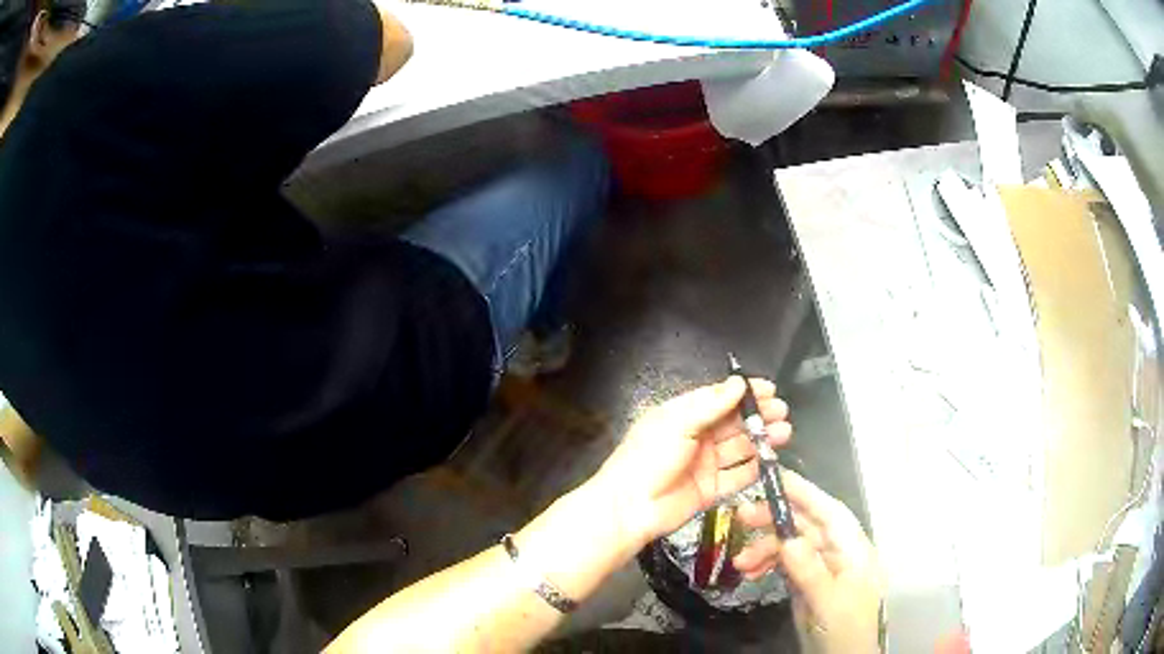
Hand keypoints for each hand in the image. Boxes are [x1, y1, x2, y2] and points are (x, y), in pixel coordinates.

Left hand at [584, 377, 791, 555]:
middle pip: (733, 423)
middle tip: (782, 412)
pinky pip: (737, 477)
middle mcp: (696, 438)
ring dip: (761, 440)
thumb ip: (711, 405)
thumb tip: (738, 383)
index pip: (719, 398)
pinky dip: (754, 468)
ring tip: (784, 433)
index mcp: (683, 416)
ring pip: (739, 449)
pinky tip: (771, 460)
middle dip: (758, 416)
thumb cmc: (648, 459)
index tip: (770, 389)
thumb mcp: (677, 424)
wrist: (630, 508)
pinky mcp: (711, 490)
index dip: (744, 393)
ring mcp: (704, 465)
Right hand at [733, 469, 883, 653]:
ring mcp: (821, 566)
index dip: (803, 492)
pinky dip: (767, 565)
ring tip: (740, 563)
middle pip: (805, 524)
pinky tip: (750, 573)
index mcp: (852, 548)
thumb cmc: (847, 627)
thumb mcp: (830, 601)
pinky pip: (785, 564)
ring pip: (790, 544)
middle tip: (741, 517)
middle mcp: (836, 551)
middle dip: (774, 519)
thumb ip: (810, 570)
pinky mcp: (807, 581)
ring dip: (764, 549)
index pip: (828, 511)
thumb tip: (787, 539)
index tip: (773, 477)